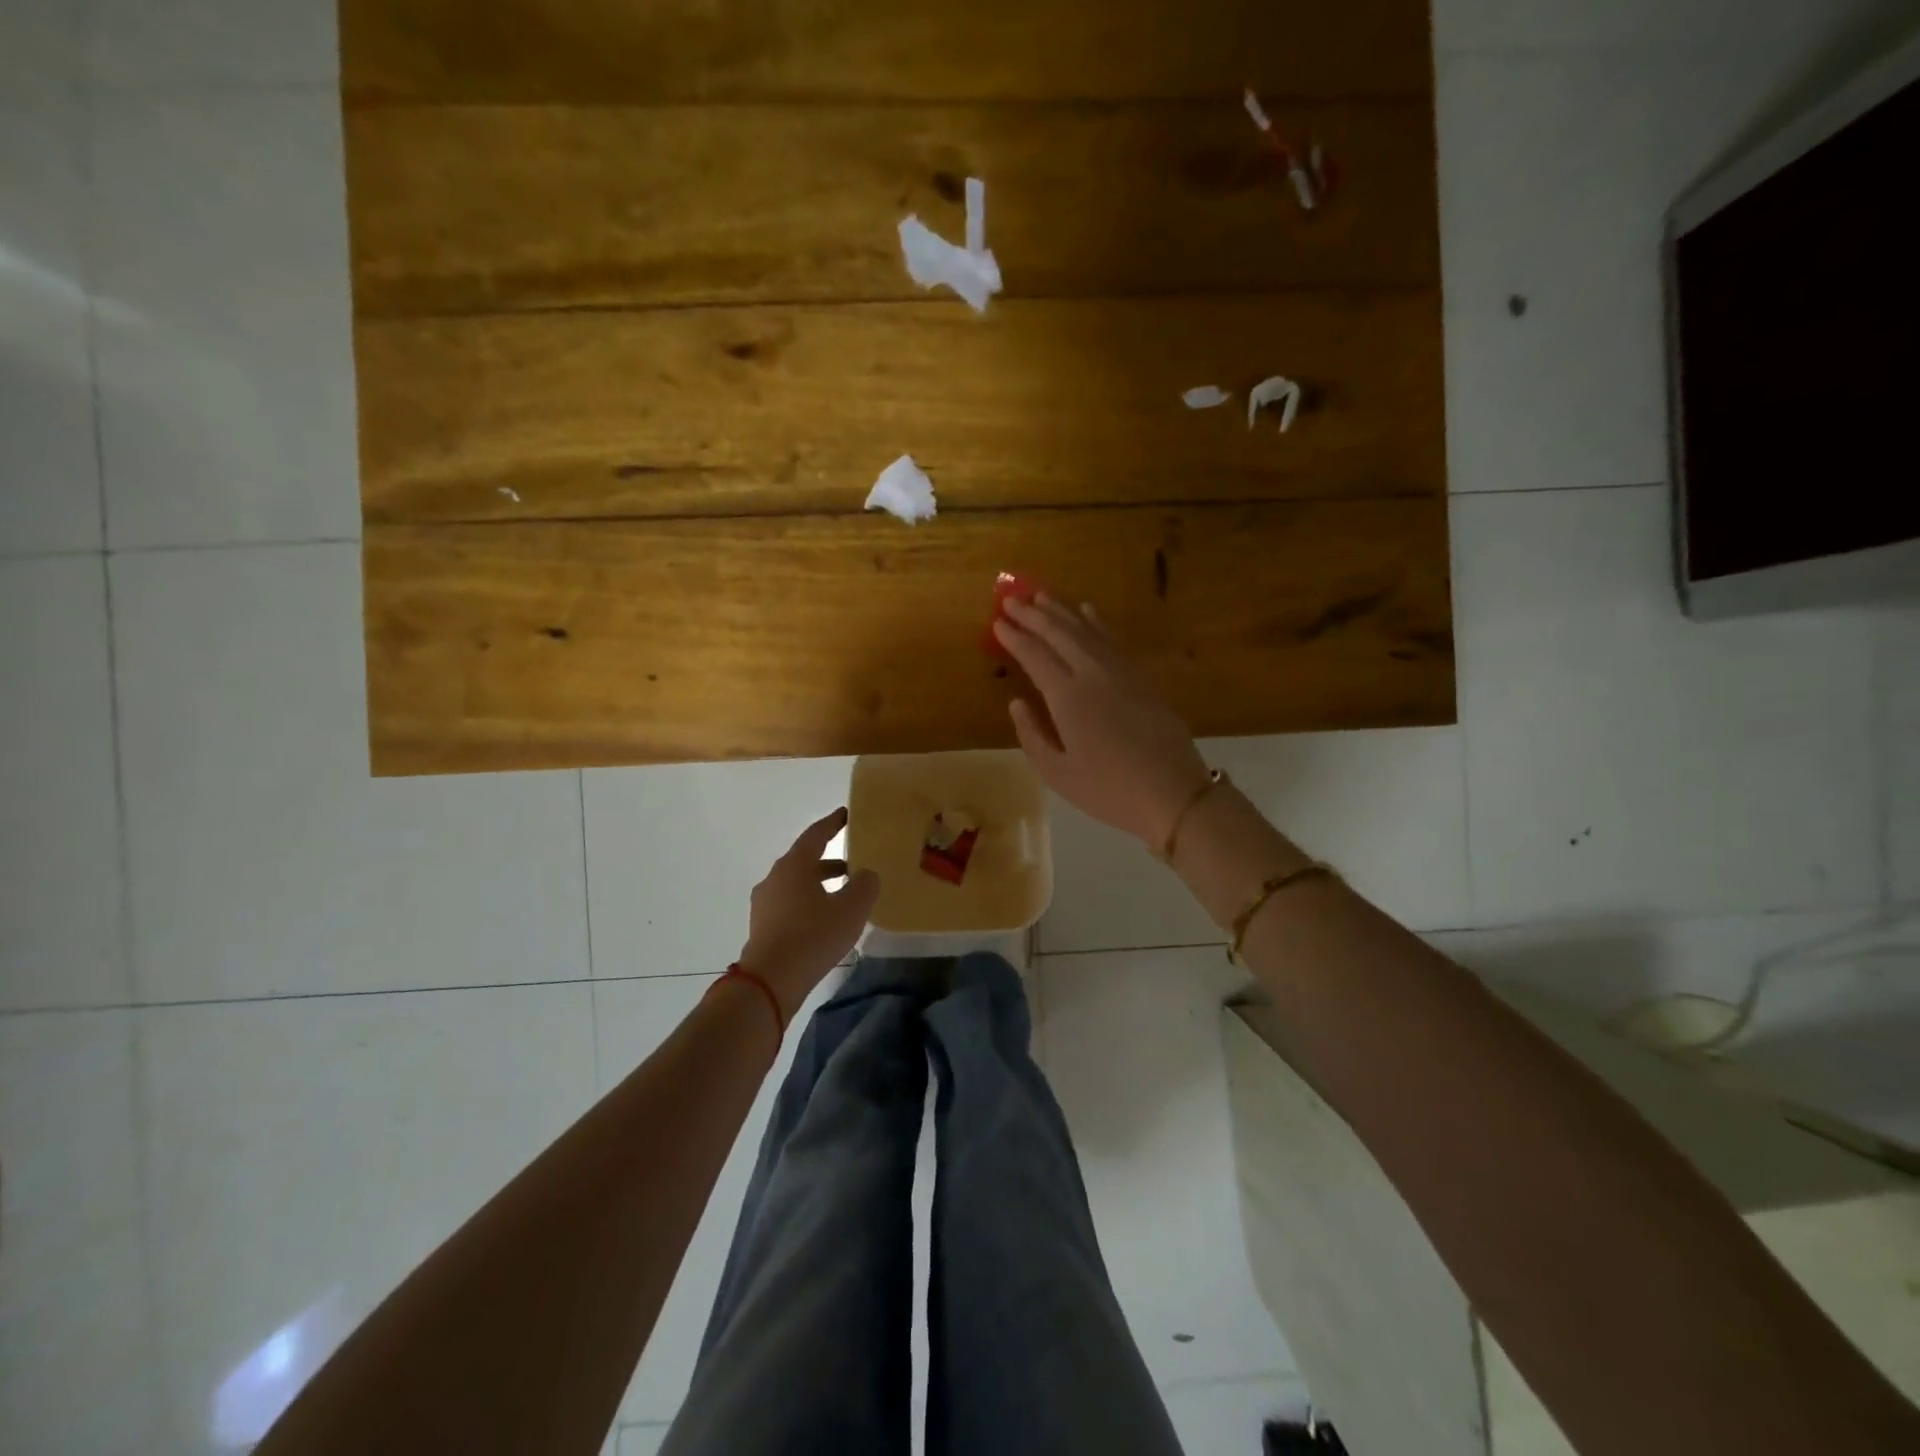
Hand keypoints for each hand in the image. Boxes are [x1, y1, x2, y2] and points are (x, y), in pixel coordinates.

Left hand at [738, 809, 881, 1017]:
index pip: (816, 834)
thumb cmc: (813, 936)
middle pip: (805, 860)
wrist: (770, 981)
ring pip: (796, 884)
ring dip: (819, 884)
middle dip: (829, 860)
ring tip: (843, 895)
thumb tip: (866, 875)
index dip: (833, 823)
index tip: (846, 814)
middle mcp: (775, 878)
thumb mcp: (852, 908)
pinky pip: (789, 905)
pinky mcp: (762, 927)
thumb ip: (865, 884)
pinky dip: (808, 904)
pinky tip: (824, 920)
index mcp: (794, 865)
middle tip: (853, 863)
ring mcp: (764, 903)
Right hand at [994, 594, 1210, 848]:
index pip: (1035, 656)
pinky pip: (1112, 640)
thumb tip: (1017, 702)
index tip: (997, 622)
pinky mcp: (1142, 678)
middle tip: (1011, 599)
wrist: (1173, 794)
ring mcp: (1121, 673)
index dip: (1014, 637)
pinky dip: (1097, 622)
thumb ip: (1032, 735)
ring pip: (1087, 630)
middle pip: (1060, 634)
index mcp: (1068, 698)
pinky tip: (1088, 611)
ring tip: (1042, 596)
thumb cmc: (1108, 790)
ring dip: (1062, 611)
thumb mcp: (1057, 774)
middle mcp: (1093, 674)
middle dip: (1033, 615)